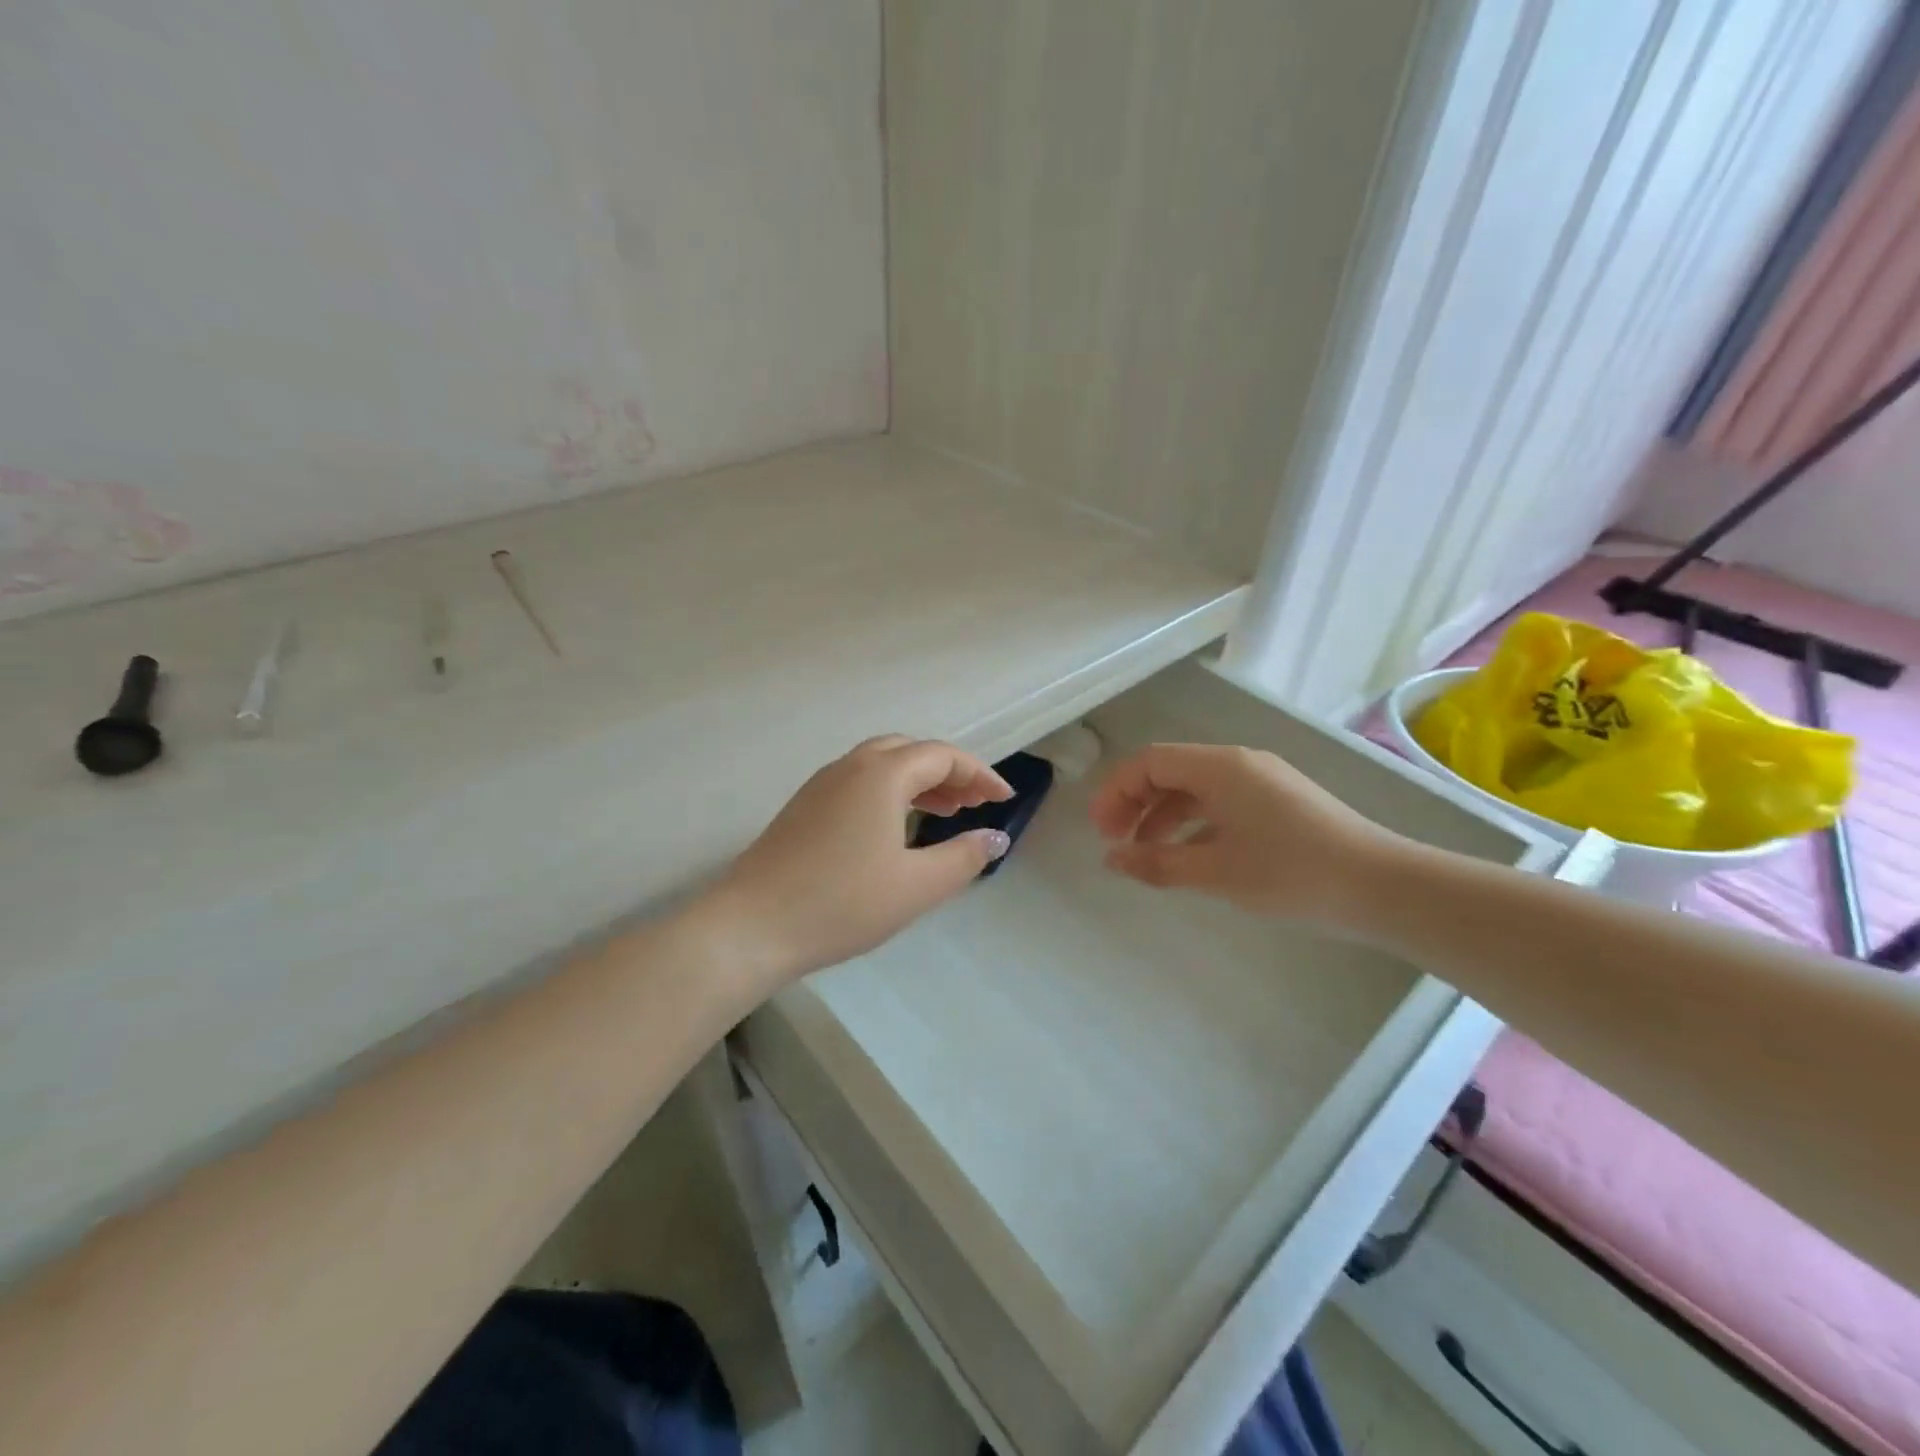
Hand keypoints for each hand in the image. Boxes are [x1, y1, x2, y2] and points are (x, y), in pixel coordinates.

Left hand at [702, 736, 1013, 989]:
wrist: (751, 927)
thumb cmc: (842, 903)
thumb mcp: (917, 886)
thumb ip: (964, 857)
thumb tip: (996, 837)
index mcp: (881, 774)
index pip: (942, 756)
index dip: (979, 773)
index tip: (1004, 798)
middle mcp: (850, 767)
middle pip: (910, 751)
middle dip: (948, 772)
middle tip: (974, 803)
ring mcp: (821, 786)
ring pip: (881, 765)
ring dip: (918, 781)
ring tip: (946, 811)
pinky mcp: (803, 808)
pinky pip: (858, 783)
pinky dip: (890, 792)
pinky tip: (896, 827)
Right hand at [1090, 742, 1406, 926]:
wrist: (1380, 886)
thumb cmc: (1291, 873)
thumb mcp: (1216, 871)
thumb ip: (1157, 862)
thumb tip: (1111, 859)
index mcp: (1219, 767)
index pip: (1149, 762)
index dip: (1116, 792)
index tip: (1101, 832)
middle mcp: (1238, 763)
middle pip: (1169, 771)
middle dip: (1135, 803)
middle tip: (1116, 843)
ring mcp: (1261, 780)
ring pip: (1194, 788)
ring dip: (1162, 815)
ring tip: (1146, 854)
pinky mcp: (1278, 800)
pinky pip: (1220, 801)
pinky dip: (1193, 822)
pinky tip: (1189, 854)